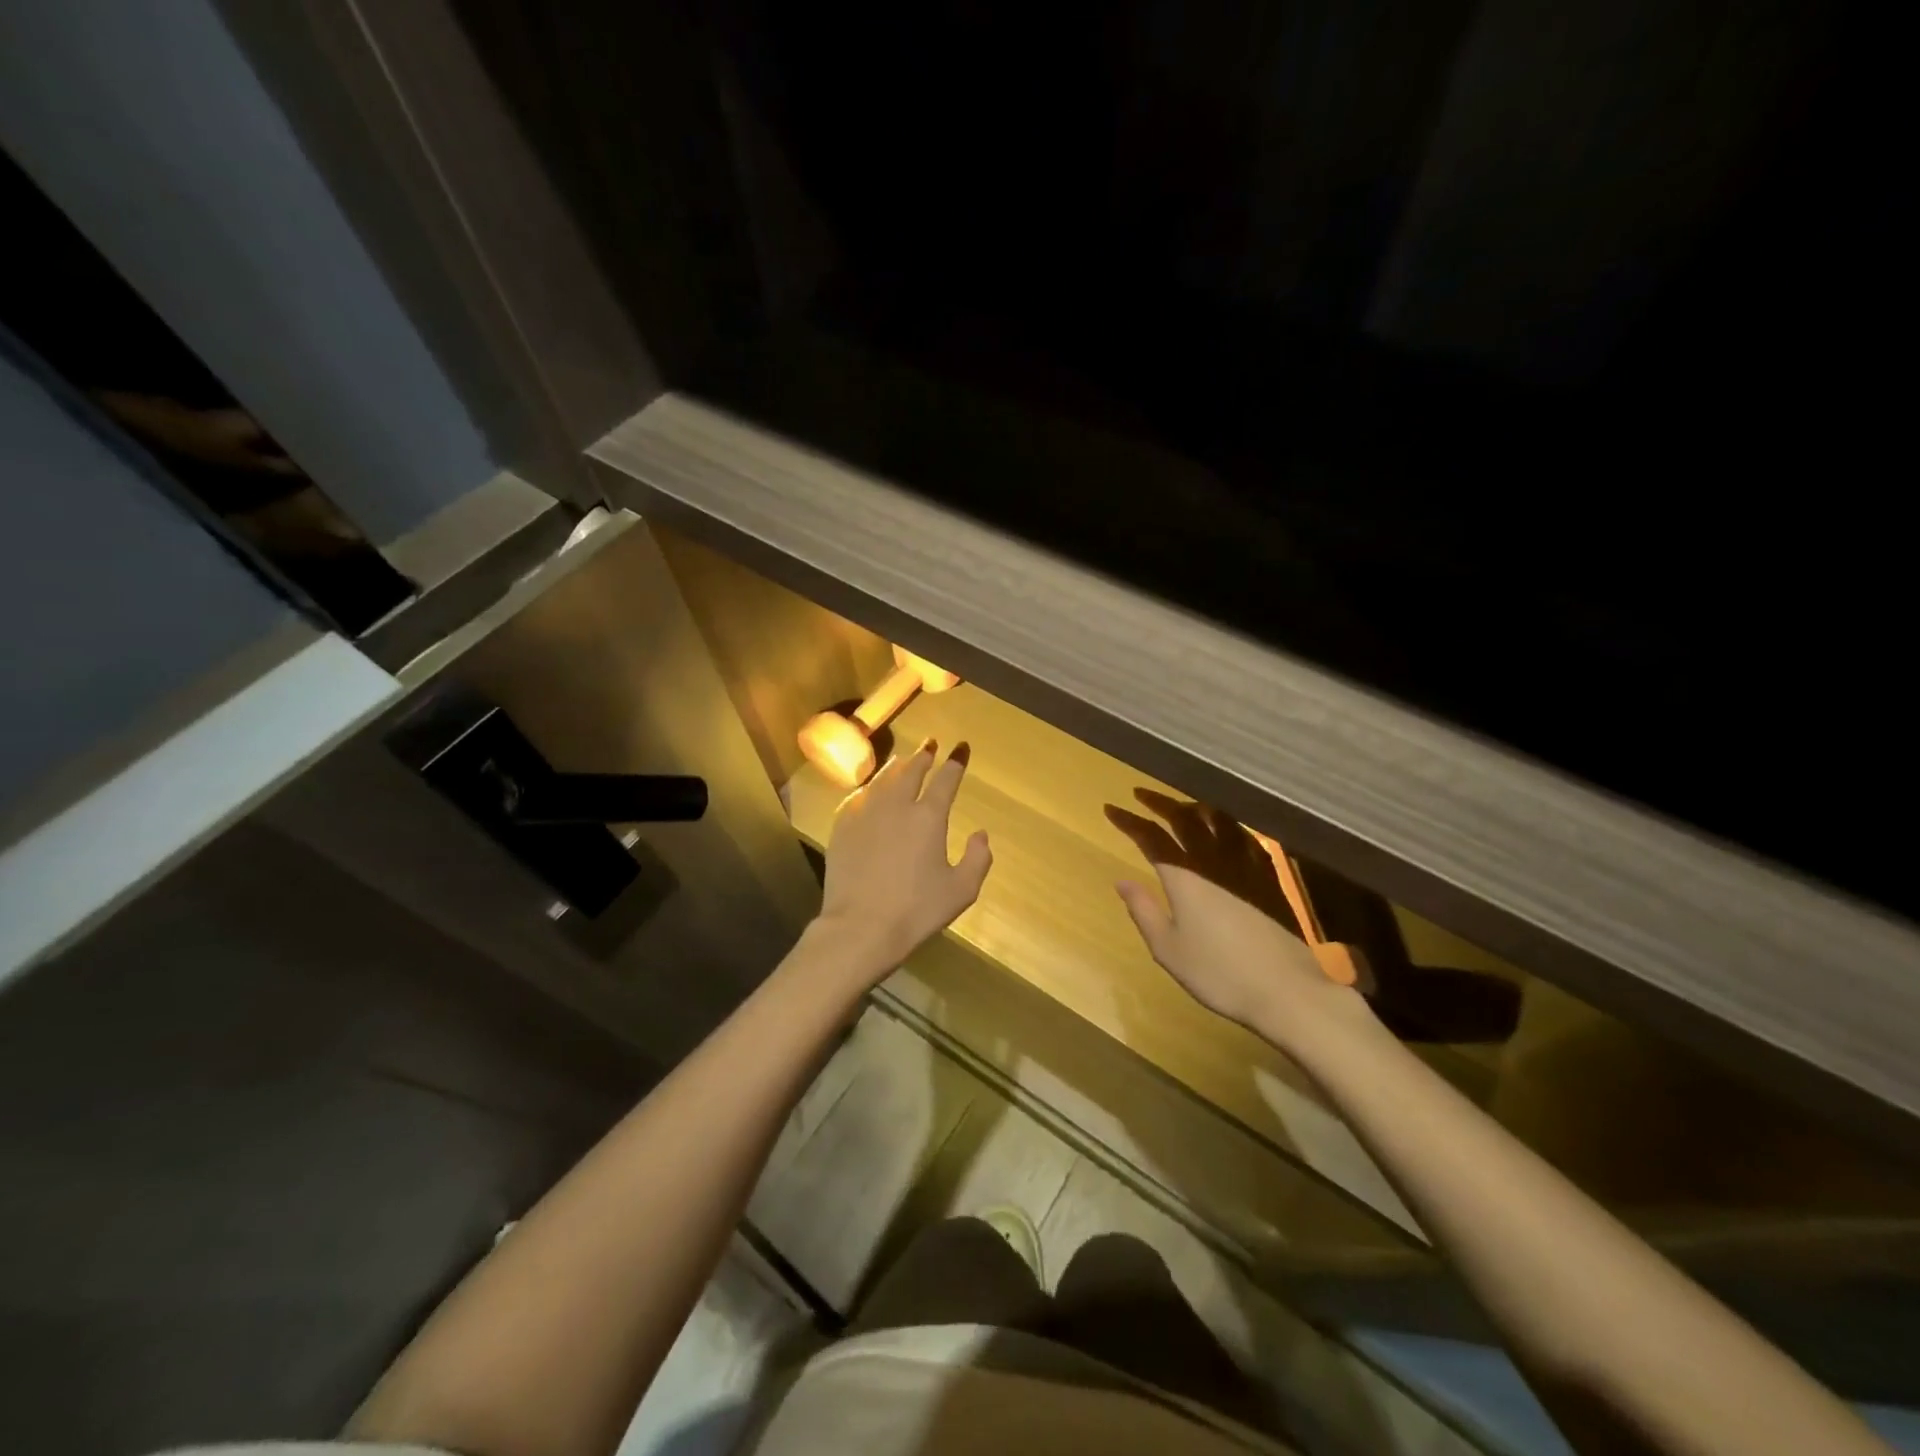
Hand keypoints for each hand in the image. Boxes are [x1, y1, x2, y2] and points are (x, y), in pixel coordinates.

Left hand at [816, 741, 991, 979]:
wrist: (860, 927)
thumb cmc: (916, 910)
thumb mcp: (961, 891)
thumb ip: (978, 859)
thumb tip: (980, 834)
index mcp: (928, 817)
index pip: (945, 780)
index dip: (955, 762)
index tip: (960, 748)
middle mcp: (897, 805)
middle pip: (911, 770)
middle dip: (924, 755)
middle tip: (930, 743)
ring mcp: (865, 813)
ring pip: (883, 778)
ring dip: (897, 766)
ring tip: (903, 759)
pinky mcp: (842, 826)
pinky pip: (859, 796)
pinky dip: (871, 787)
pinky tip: (872, 789)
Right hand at [1105, 790, 1369, 1038]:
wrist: (1287, 989)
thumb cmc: (1219, 973)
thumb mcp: (1168, 949)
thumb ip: (1144, 910)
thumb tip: (1121, 881)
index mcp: (1184, 877)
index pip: (1151, 838)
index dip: (1129, 822)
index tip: (1111, 808)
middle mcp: (1214, 862)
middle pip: (1185, 820)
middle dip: (1160, 803)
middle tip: (1142, 795)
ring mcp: (1246, 867)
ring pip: (1219, 822)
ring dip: (1196, 807)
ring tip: (1183, 804)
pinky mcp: (1270, 879)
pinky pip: (1246, 838)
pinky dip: (1229, 825)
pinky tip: (1228, 829)